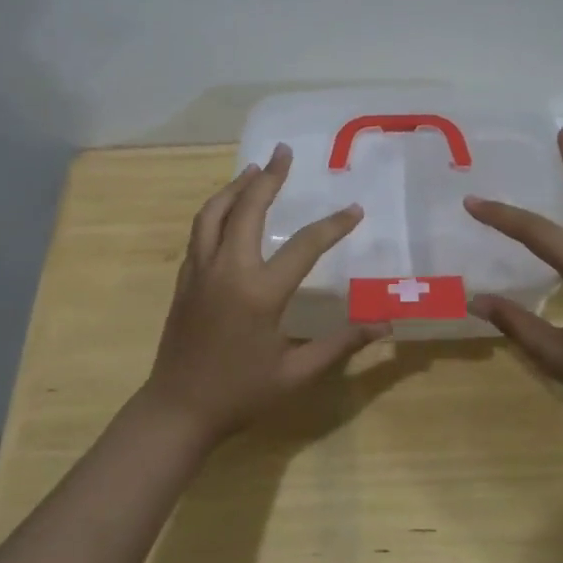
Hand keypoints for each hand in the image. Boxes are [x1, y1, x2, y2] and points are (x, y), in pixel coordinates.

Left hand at [139, 143, 389, 447]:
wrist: (178, 409)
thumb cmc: (241, 394)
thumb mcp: (297, 373)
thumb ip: (340, 343)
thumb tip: (384, 325)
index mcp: (260, 292)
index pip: (305, 245)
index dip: (333, 225)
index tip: (354, 209)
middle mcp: (227, 269)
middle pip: (248, 209)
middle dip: (269, 178)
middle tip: (283, 152)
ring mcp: (200, 271)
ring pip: (214, 213)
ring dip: (235, 187)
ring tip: (254, 170)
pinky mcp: (184, 279)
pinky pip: (199, 231)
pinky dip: (215, 210)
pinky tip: (226, 209)